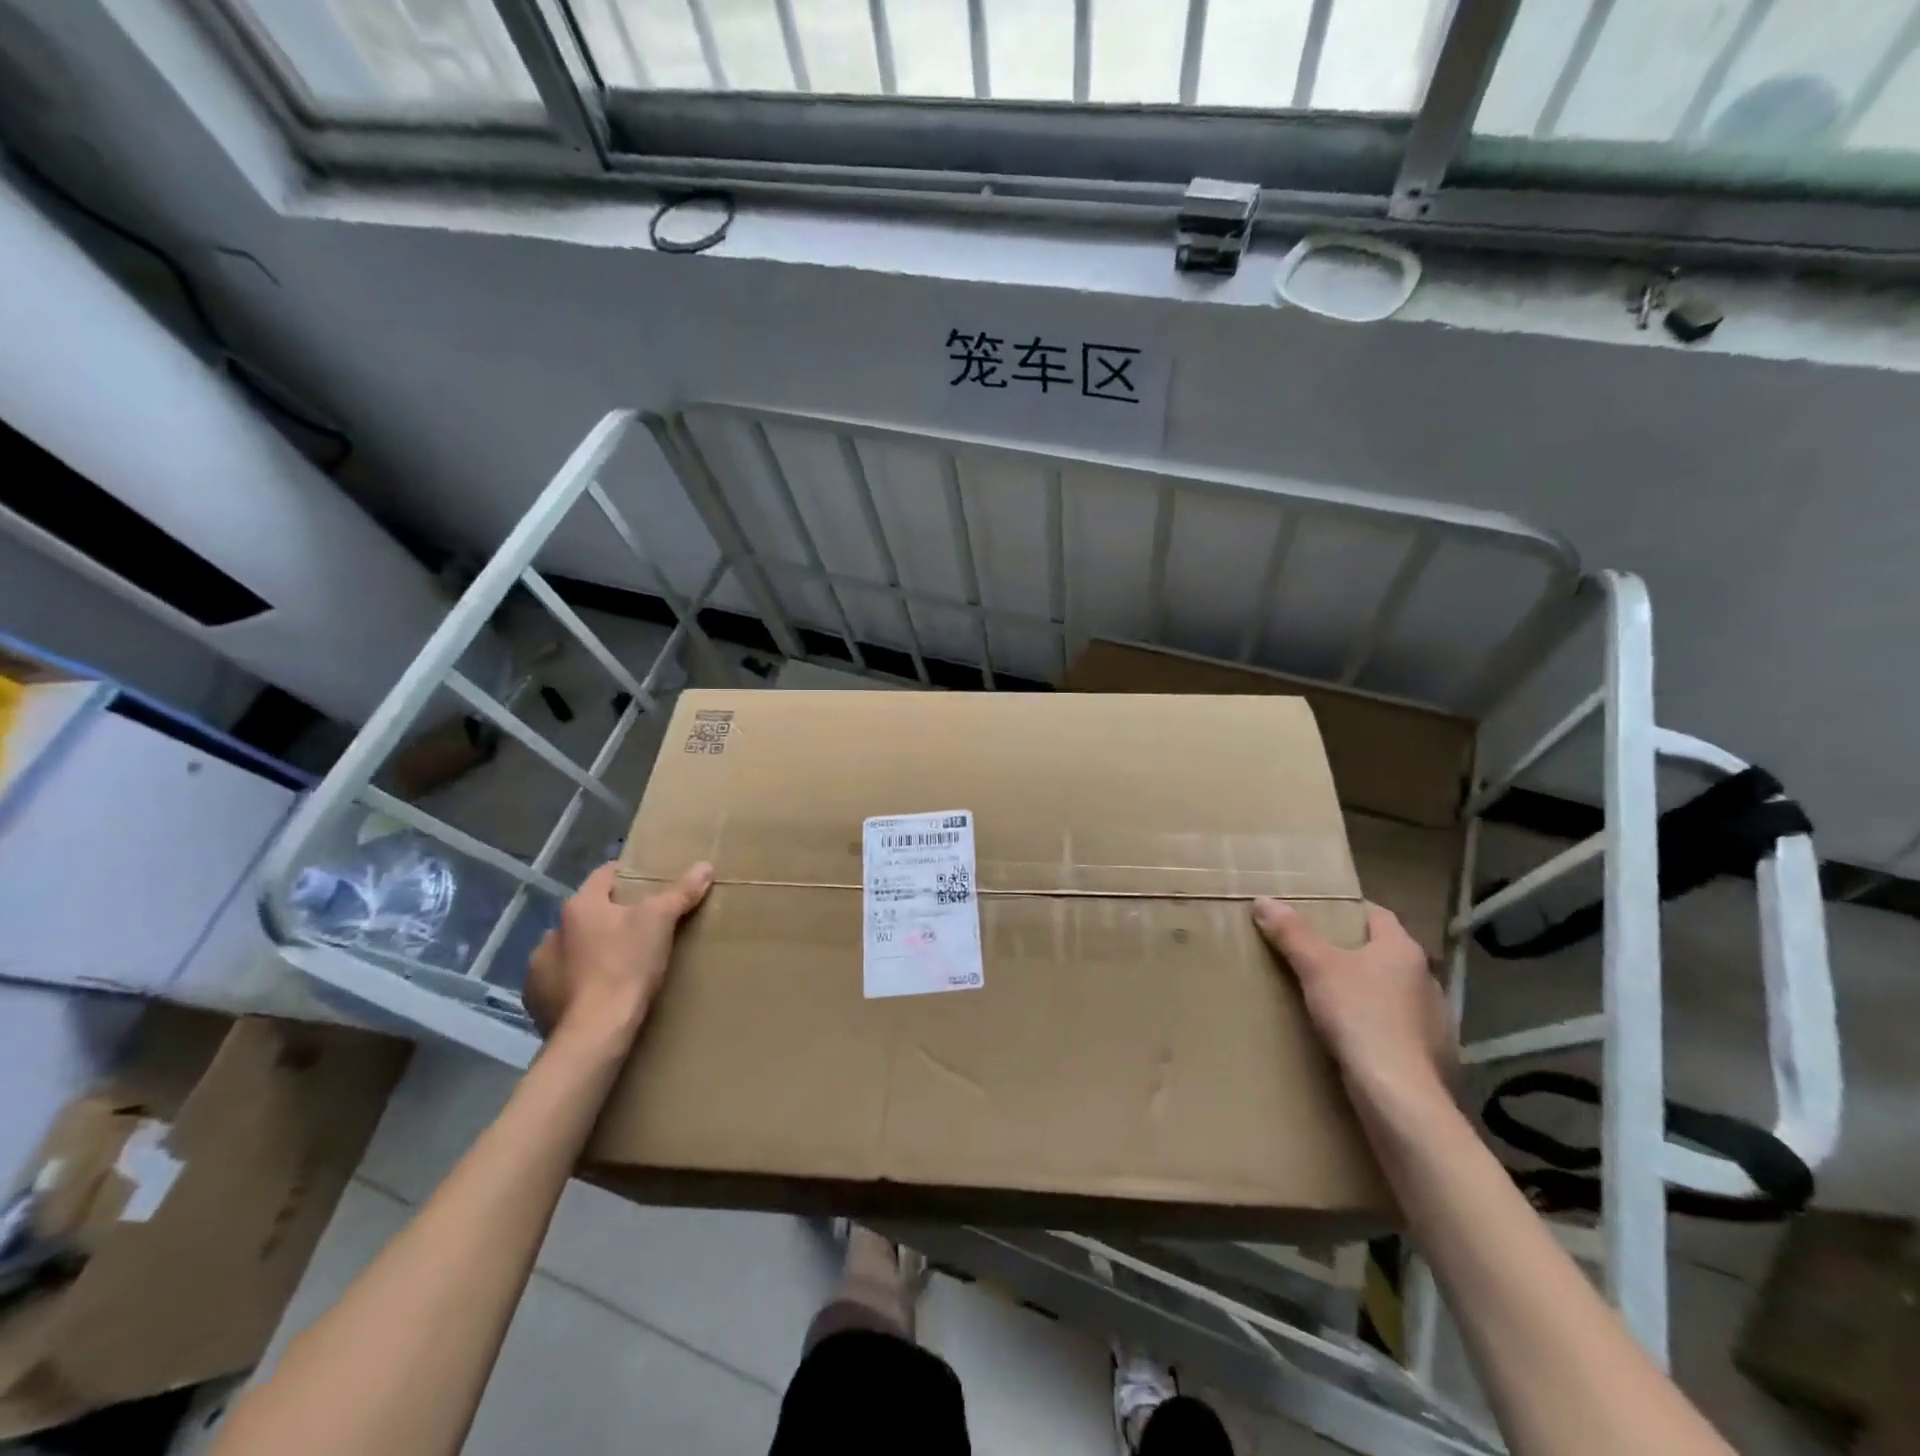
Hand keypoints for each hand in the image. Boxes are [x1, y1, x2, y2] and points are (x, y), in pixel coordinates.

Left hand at [526, 860, 712, 1047]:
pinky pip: (559, 981)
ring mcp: (538, 968)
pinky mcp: (537, 1001)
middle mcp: (552, 931)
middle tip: (641, 927)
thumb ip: (681, 892)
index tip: (648, 881)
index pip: (604, 875)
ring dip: (588, 950)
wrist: (594, 1033)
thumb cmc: (626, 967)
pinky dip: (576, 981)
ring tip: (618, 963)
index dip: (627, 874)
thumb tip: (704, 866)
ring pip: (571, 948)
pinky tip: (597, 992)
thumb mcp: (660, 922)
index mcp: (579, 906)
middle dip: (610, 917)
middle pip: (588, 913)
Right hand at [1253, 899, 1455, 1110]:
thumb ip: (1291, 933)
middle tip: (1315, 955)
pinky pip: (1400, 1029)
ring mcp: (1435, 1020)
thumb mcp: (1316, 968)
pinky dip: (1378, 1026)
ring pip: (1394, 992)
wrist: (1400, 1095)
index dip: (1348, 910)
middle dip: (1353, 953)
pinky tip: (1354, 1038)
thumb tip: (1264, 900)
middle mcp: (1426, 979)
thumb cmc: (1360, 1016)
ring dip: (1368, 992)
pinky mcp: (1433, 1055)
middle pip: (1385, 954)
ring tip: (1331, 999)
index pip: (1377, 915)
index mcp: (1403, 950)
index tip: (1319, 914)